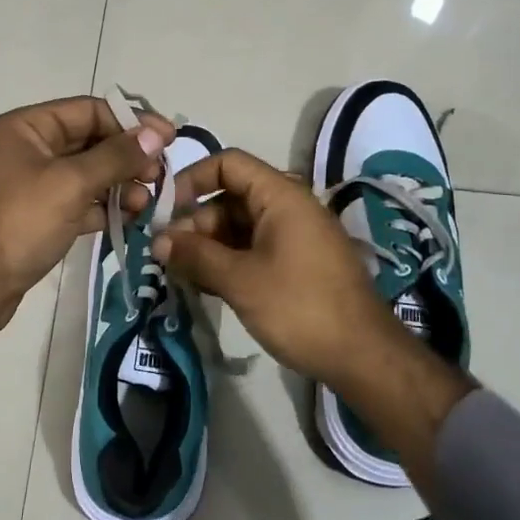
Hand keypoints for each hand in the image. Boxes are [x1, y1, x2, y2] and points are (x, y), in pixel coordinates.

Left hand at [0, 96, 173, 421]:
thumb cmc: (18, 223)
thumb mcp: (70, 184)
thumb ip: (115, 157)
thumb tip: (154, 135)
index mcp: (28, 127)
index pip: (90, 110)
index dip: (132, 121)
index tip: (169, 139)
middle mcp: (30, 148)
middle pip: (91, 140)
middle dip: (128, 156)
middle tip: (160, 176)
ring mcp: (34, 183)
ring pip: (89, 173)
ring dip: (120, 183)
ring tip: (147, 203)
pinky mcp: (40, 215)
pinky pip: (80, 200)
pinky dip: (104, 206)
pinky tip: (130, 217)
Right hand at [152, 149, 474, 474]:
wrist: (363, 356)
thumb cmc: (299, 307)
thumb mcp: (240, 280)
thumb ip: (195, 255)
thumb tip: (156, 240)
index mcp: (281, 196)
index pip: (228, 164)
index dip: (193, 179)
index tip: (167, 212)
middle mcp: (289, 207)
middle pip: (231, 197)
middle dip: (196, 222)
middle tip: (169, 256)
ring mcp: (295, 236)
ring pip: (240, 226)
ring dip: (209, 245)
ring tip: (182, 274)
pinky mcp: (298, 263)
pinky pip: (255, 248)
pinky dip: (229, 260)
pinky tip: (207, 285)